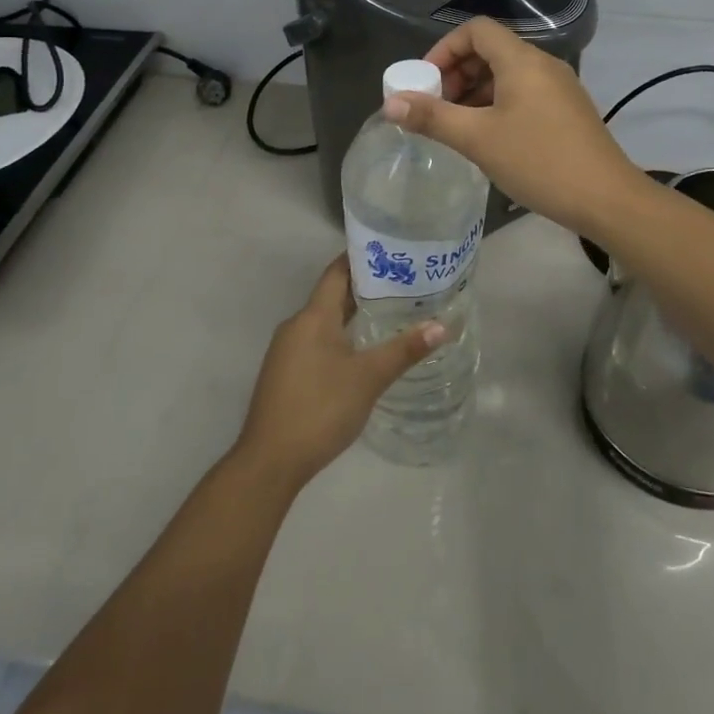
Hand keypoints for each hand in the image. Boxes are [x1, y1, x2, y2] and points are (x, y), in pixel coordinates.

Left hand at [234, 257, 443, 490]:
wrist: (270, 461)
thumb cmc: (320, 408)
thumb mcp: (368, 378)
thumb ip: (404, 350)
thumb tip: (443, 325)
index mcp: (313, 316)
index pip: (337, 272)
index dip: (362, 258)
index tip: (392, 252)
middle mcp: (296, 325)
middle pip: (332, 295)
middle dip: (365, 288)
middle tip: (404, 283)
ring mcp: (287, 350)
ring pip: (324, 321)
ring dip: (353, 314)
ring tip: (391, 313)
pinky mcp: (286, 373)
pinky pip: (317, 341)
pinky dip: (341, 337)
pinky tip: (363, 351)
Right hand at [383, 17, 648, 235]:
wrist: (606, 198)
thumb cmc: (539, 161)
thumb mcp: (478, 139)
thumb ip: (432, 118)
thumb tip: (390, 104)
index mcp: (522, 60)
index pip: (476, 30)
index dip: (444, 49)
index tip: (426, 83)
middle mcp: (543, 65)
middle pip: (491, 50)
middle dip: (457, 73)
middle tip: (436, 107)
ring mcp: (559, 88)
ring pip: (507, 75)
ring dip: (475, 92)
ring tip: (456, 127)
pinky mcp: (567, 111)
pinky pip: (524, 94)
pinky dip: (497, 105)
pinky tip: (487, 138)